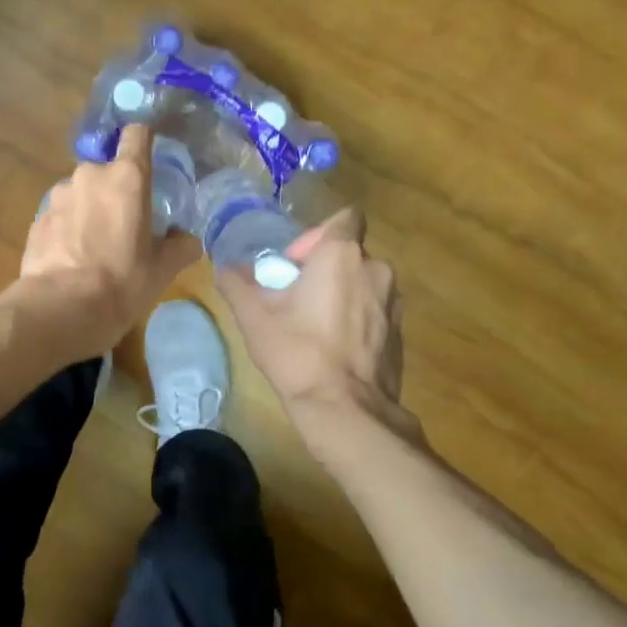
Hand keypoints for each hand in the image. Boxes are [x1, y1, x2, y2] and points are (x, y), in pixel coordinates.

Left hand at [14, 124, 199, 356]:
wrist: (59, 310)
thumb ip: (180, 247)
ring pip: (81, 192)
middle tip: (125, 225)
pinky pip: (60, 214)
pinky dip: (68, 227)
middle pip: (108, 170)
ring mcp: (58, 195)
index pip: (137, 135)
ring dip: (90, 209)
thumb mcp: (162, 270)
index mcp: (127, 178)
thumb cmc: (121, 284)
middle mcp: (90, 175)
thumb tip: (187, 239)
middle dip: (116, 191)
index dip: (144, 140)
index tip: (149, 157)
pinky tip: (72, 258)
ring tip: (95, 246)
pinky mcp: (37, 218)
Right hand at [217, 208, 403, 415]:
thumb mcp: (254, 316)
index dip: (317, 234)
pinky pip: (374, 309)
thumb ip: (237, 283)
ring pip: (362, 282)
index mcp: (342, 254)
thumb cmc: (297, 352)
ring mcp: (394, 301)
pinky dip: (356, 318)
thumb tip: (226, 269)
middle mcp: (376, 268)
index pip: (345, 217)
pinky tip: (334, 347)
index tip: (295, 263)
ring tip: (313, 325)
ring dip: (340, 292)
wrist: (345, 409)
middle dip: (322, 268)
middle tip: (294, 297)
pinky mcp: (400, 331)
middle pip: (348, 252)